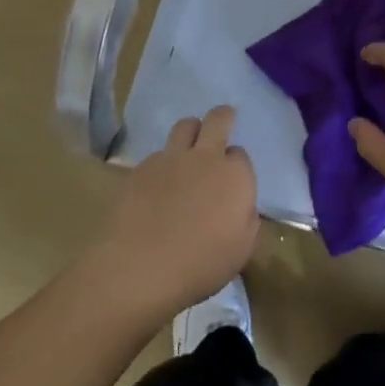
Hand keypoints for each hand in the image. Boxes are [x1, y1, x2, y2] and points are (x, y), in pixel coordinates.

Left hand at [87, 105, 258, 321]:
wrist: (137, 268)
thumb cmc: (199, 266)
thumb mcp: (240, 252)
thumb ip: (246, 221)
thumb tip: (241, 207)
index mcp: (235, 176)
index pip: (241, 155)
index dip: (236, 166)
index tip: (231, 181)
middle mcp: (206, 157)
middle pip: (218, 119)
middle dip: (223, 117)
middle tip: (222, 122)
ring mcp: (170, 159)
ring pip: (185, 126)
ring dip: (191, 133)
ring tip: (187, 151)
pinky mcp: (141, 168)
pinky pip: (157, 155)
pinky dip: (162, 164)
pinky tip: (155, 187)